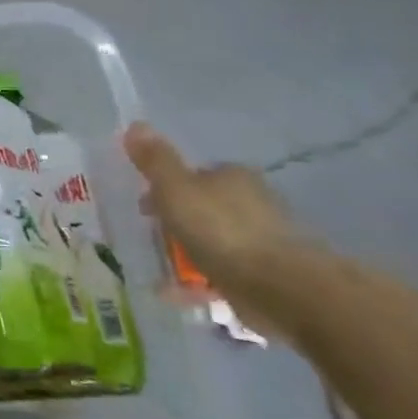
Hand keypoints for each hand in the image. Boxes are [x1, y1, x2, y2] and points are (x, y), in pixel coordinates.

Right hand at [123, 123, 327, 341]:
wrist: (282, 288)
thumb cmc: (221, 230)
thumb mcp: (176, 190)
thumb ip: (155, 161)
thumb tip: (135, 124)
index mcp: (232, 176)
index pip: (195, 175)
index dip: (166, 188)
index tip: (144, 208)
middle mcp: (252, 202)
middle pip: (204, 207)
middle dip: (178, 221)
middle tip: (149, 237)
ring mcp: (263, 240)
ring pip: (214, 241)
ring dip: (189, 253)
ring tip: (159, 270)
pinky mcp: (267, 275)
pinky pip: (223, 273)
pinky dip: (200, 281)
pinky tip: (178, 294)